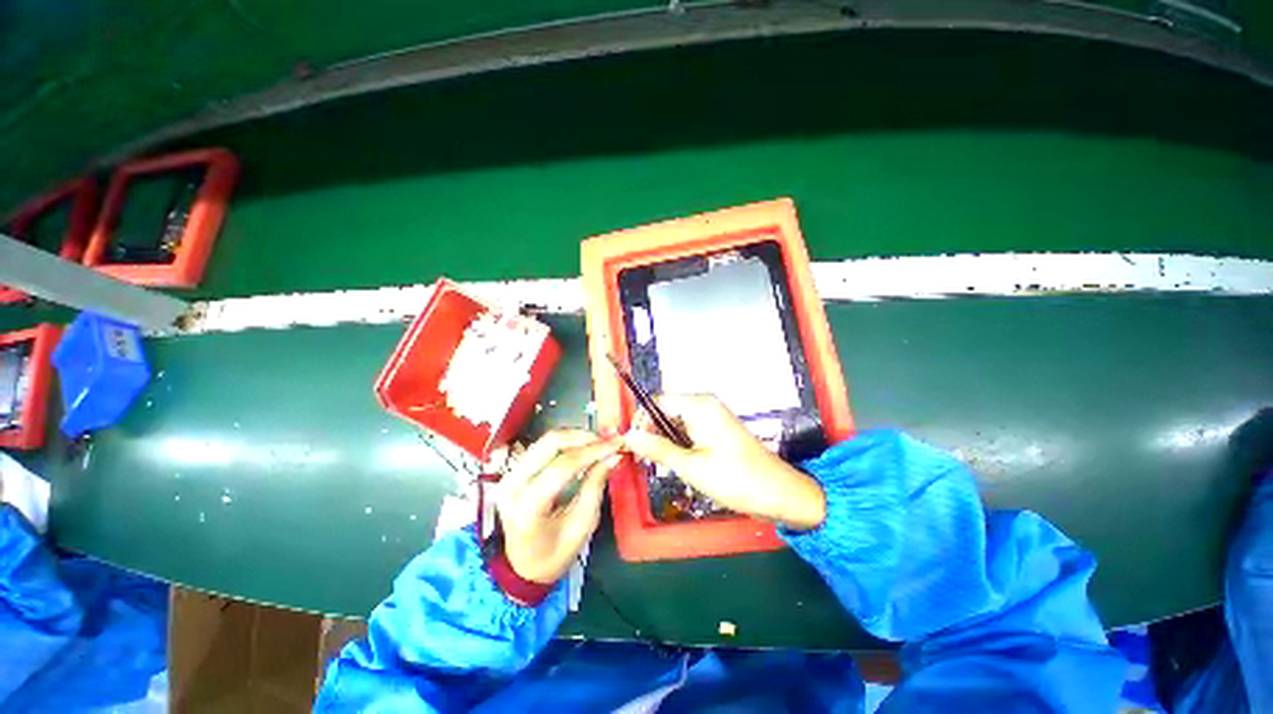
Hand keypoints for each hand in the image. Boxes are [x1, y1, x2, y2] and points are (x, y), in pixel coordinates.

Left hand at [496, 430, 621, 583]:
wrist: (523, 565)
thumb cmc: (555, 553)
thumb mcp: (582, 526)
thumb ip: (595, 487)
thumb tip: (613, 456)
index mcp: (528, 508)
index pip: (562, 467)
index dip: (592, 451)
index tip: (616, 444)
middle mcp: (512, 485)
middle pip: (550, 443)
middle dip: (583, 437)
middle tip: (608, 441)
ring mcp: (509, 475)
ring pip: (545, 440)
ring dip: (576, 437)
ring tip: (599, 442)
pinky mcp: (513, 470)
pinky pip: (542, 447)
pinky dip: (566, 443)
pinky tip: (584, 447)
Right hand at [624, 394, 825, 529]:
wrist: (778, 492)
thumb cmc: (735, 479)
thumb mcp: (691, 467)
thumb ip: (657, 449)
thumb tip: (629, 436)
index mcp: (699, 405)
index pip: (657, 402)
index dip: (641, 422)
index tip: (633, 446)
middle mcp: (705, 403)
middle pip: (666, 410)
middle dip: (653, 433)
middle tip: (647, 461)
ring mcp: (712, 414)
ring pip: (676, 421)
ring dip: (666, 441)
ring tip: (665, 466)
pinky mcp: (717, 427)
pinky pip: (689, 428)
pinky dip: (679, 443)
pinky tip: (681, 463)